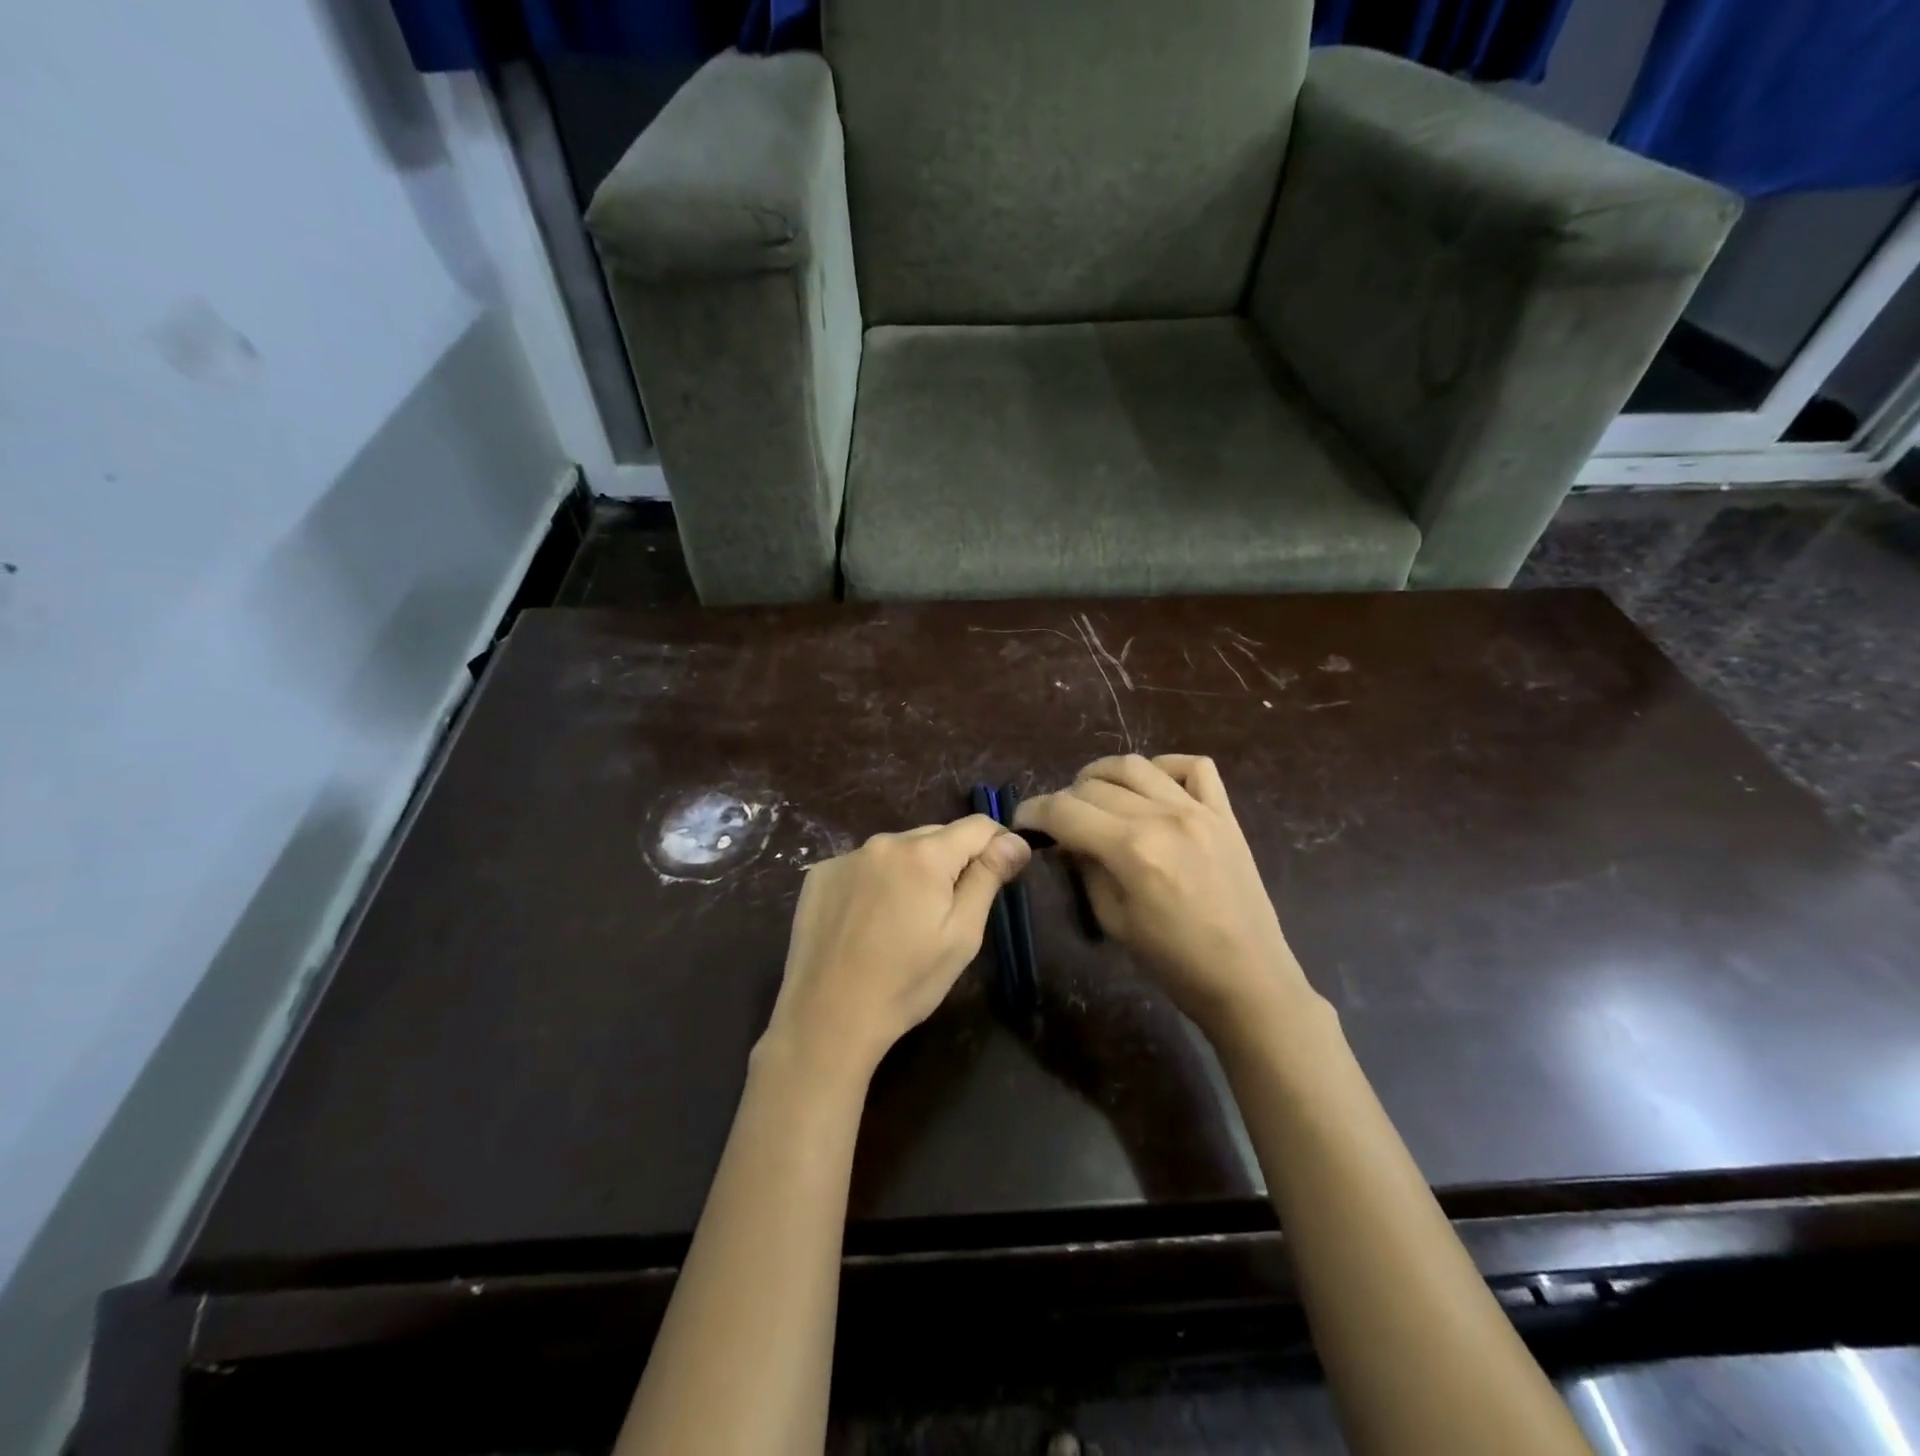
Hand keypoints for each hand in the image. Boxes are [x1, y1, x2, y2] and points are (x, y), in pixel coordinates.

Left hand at [763, 815, 1030, 1080]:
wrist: (827, 1017)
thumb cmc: (907, 982)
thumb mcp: (961, 935)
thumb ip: (987, 878)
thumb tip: (1015, 840)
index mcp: (924, 855)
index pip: (977, 826)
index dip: (998, 843)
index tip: (1004, 872)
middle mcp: (884, 842)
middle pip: (936, 836)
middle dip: (953, 861)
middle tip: (950, 910)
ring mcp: (847, 857)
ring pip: (899, 850)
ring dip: (913, 870)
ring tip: (906, 919)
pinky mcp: (820, 875)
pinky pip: (864, 865)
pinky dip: (876, 881)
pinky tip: (869, 920)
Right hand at [1014, 755, 1315, 1040]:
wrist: (1248, 978)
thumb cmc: (1175, 962)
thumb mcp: (1114, 920)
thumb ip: (1087, 869)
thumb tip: (1067, 840)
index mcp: (1132, 850)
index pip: (1065, 810)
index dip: (1034, 811)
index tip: (1022, 821)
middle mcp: (1163, 817)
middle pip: (1095, 785)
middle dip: (1065, 799)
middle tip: (1059, 821)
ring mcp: (1198, 810)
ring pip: (1136, 765)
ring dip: (1103, 774)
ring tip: (1093, 794)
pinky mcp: (1224, 814)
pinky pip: (1194, 767)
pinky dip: (1165, 767)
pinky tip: (1152, 786)